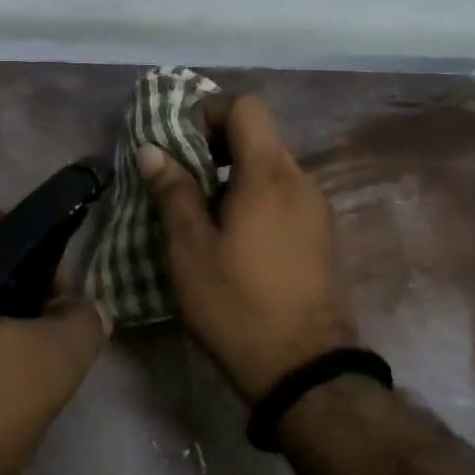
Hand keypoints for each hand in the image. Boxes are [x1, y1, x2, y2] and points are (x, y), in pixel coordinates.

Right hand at [138, 94, 356, 402]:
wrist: (303, 368)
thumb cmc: (236, 304)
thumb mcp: (189, 249)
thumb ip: (172, 191)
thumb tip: (152, 149)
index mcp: (268, 175)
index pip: (246, 106)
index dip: (209, 111)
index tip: (180, 142)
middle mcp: (300, 180)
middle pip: (259, 135)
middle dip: (216, 145)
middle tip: (181, 179)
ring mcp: (317, 208)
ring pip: (271, 167)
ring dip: (234, 174)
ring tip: (203, 213)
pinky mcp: (322, 235)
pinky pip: (284, 195)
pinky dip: (255, 197)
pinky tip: (235, 238)